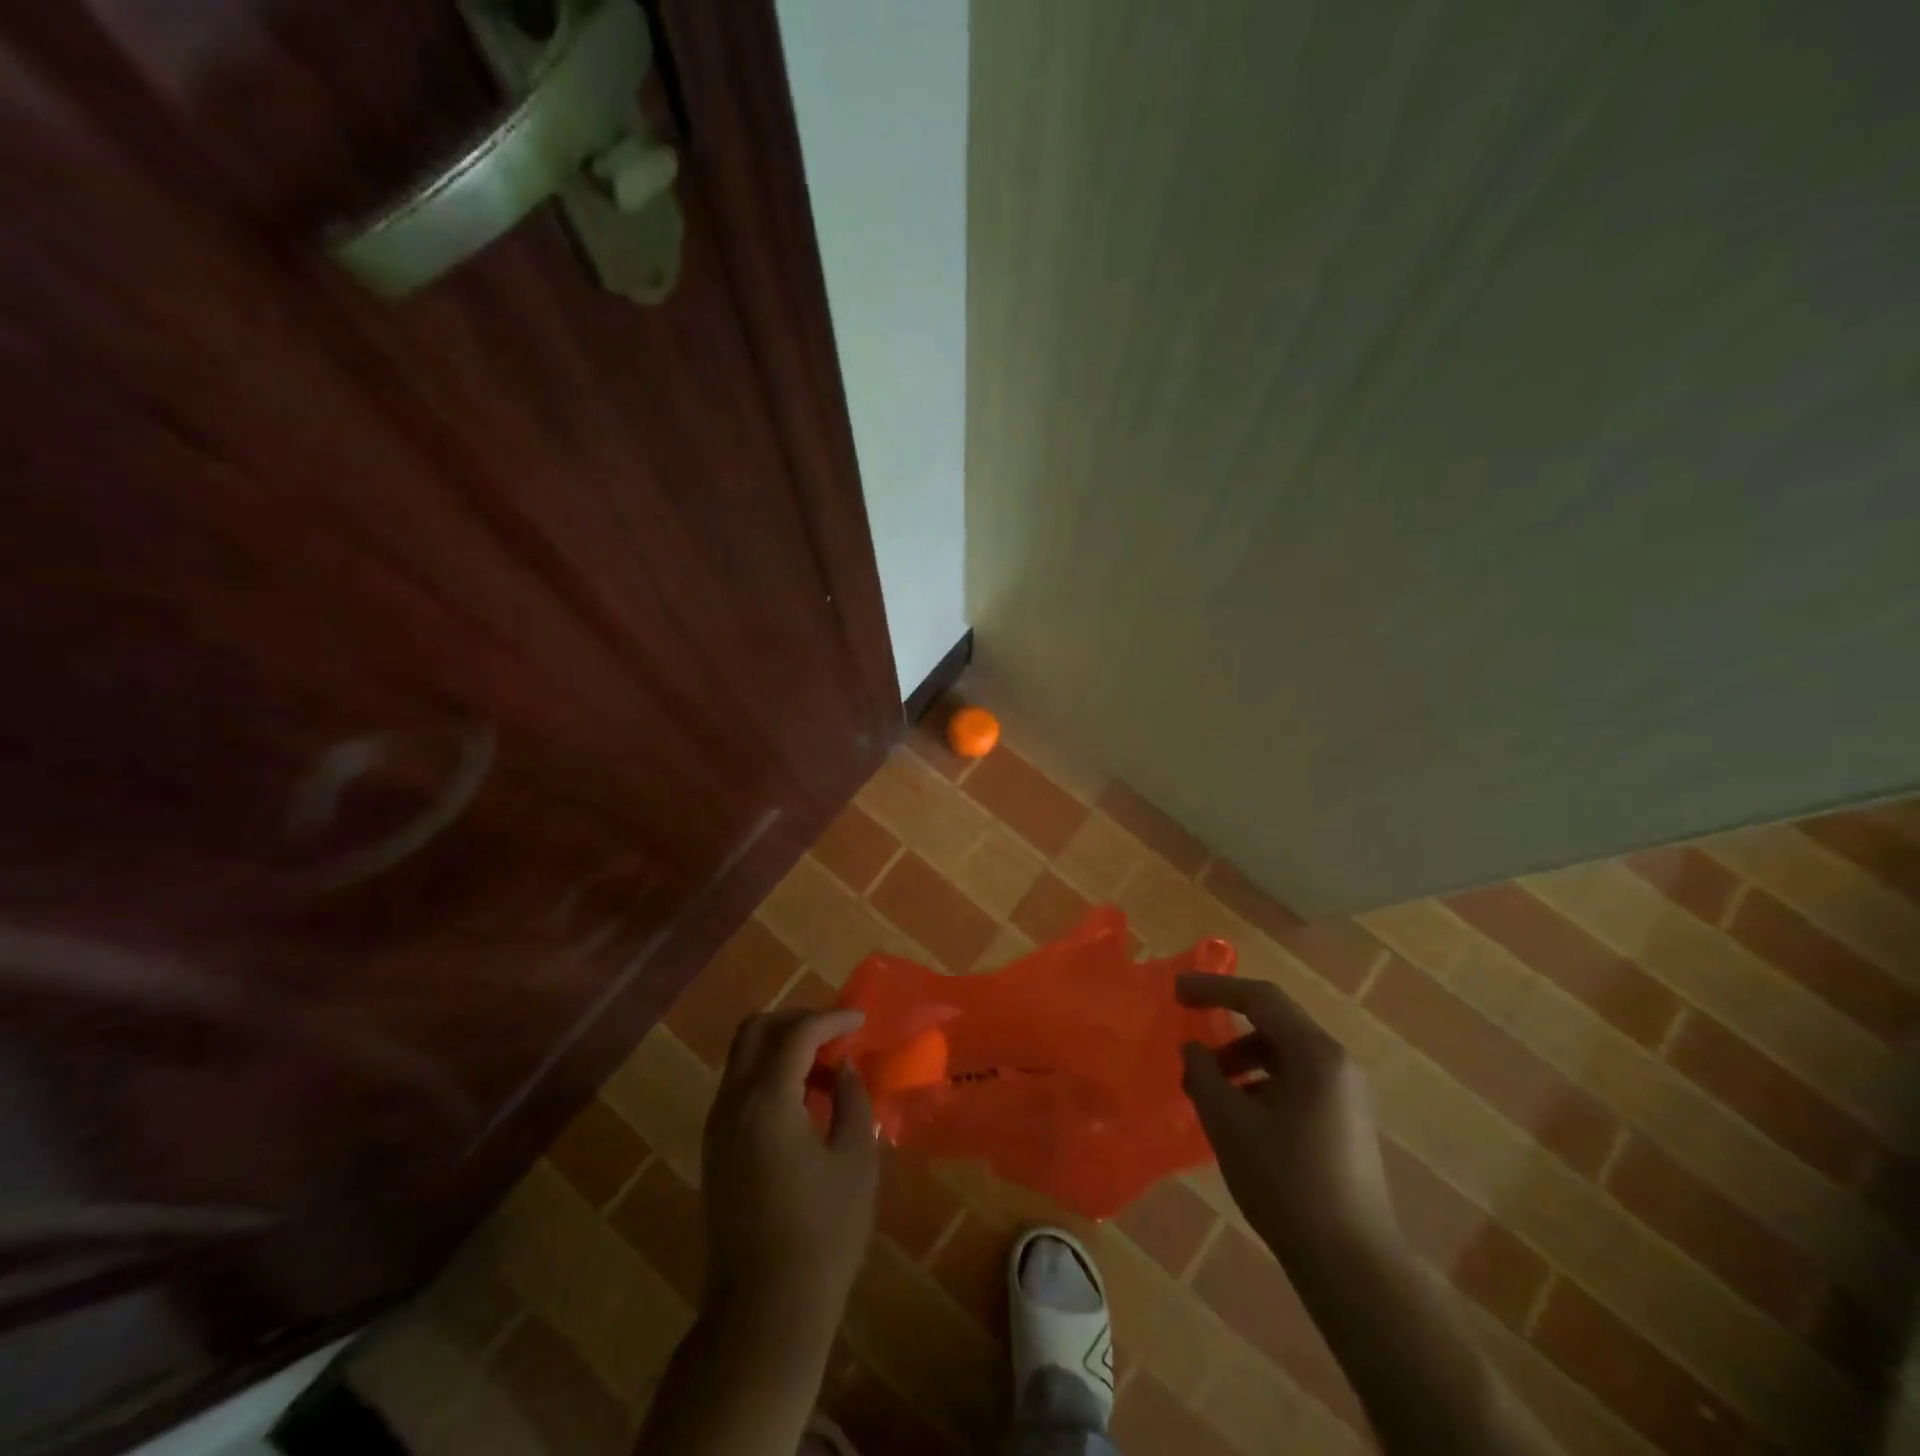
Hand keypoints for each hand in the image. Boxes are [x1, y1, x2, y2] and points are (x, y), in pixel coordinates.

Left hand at [701, 1009, 877, 1335]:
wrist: (764, 1312)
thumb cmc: (822, 1235)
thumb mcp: (856, 1161)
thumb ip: (853, 1101)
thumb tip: (842, 1068)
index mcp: (767, 1102)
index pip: (797, 1034)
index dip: (832, 1019)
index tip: (861, 1022)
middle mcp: (733, 1103)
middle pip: (756, 1030)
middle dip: (798, 1020)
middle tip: (836, 1034)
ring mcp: (717, 1127)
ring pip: (742, 1056)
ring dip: (782, 1046)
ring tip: (825, 1066)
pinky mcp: (715, 1149)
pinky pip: (739, 1086)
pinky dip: (769, 1073)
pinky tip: (803, 1098)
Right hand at [1176, 973, 1396, 1263]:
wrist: (1352, 1265)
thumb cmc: (1285, 1182)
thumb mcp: (1228, 1122)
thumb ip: (1203, 1074)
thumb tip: (1193, 1049)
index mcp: (1315, 1053)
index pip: (1259, 998)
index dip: (1214, 988)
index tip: (1176, 991)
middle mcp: (1337, 1063)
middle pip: (1274, 1022)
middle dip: (1226, 1022)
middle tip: (1187, 1029)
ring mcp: (1346, 1094)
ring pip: (1284, 1053)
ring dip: (1241, 1057)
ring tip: (1207, 1085)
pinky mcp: (1345, 1122)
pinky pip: (1296, 1080)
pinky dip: (1261, 1082)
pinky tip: (1238, 1113)